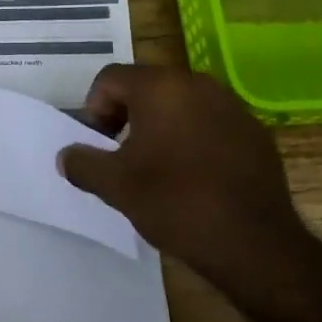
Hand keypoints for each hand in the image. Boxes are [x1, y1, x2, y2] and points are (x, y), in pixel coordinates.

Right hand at [56, 64, 316, 309]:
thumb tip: (66, 156)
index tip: (99, 145)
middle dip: (127, 115)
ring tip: (158, 167)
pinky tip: (195, 176)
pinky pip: (211, 123)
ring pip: (181, 104)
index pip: (111, 78)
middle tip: (122, 155)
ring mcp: (231, 105)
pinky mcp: (255, 131)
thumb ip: (83, 163)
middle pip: (147, 86)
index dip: (94, 108)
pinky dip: (194, 139)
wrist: (255, 242)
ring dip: (161, 126)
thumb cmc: (176, 202)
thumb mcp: (115, 186)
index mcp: (159, 87)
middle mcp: (197, 84)